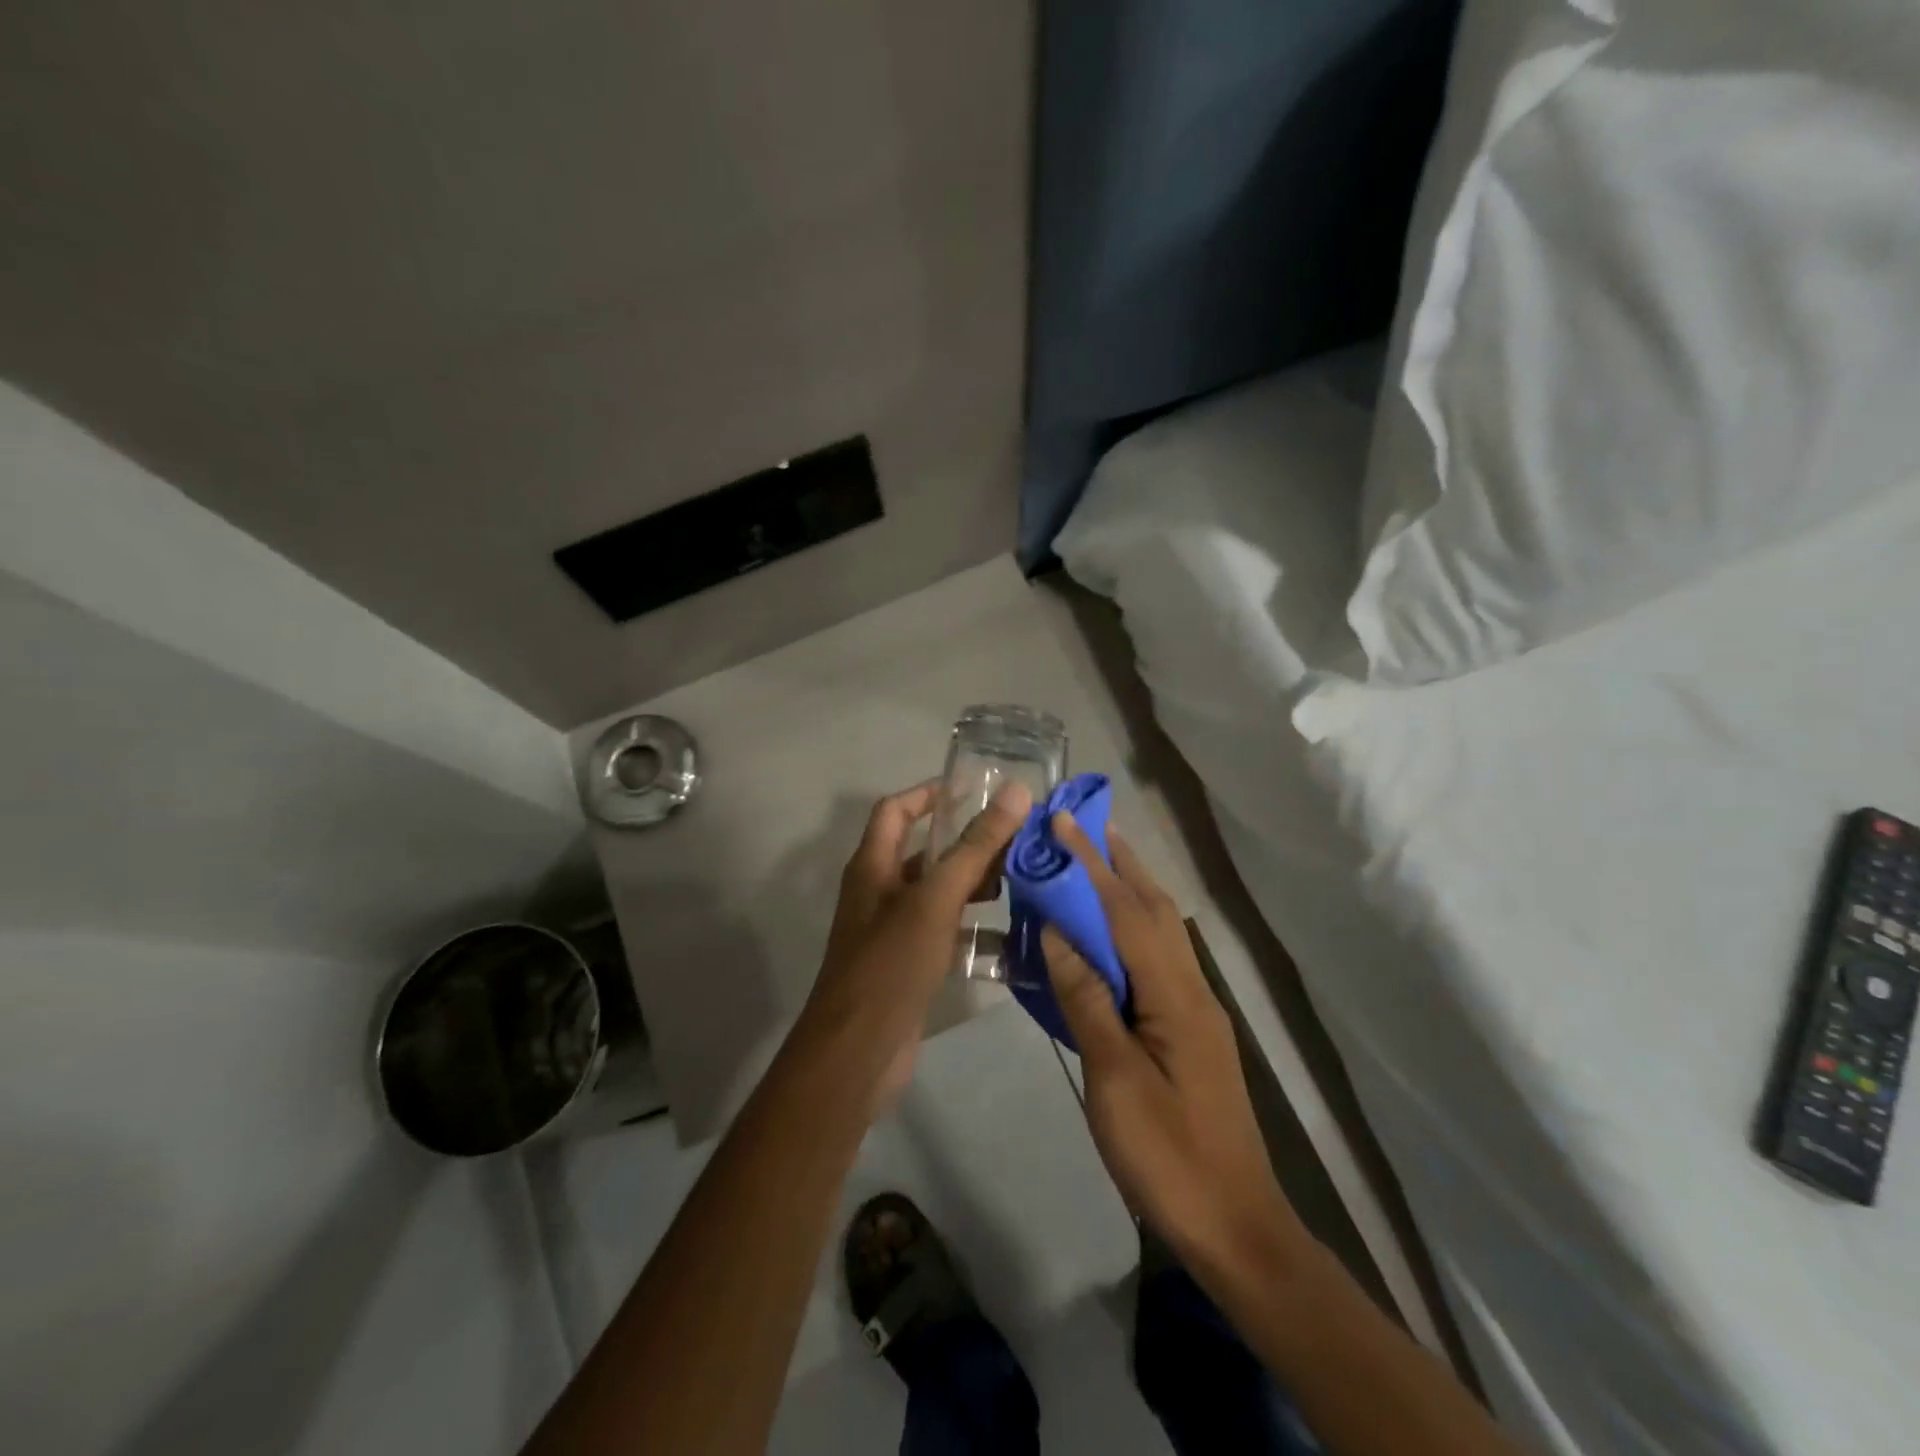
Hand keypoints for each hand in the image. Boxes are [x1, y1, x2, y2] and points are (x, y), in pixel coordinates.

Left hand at [800, 779, 1032, 1111]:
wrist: (858, 1054)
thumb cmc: (890, 963)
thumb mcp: (935, 899)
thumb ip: (975, 847)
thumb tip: (1015, 791)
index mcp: (873, 866)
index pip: (896, 810)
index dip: (929, 793)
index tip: (974, 789)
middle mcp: (880, 892)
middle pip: (924, 853)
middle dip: (966, 843)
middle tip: (1016, 838)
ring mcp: (894, 931)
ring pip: (939, 894)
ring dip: (975, 885)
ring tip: (1022, 880)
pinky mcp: (910, 965)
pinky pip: (946, 933)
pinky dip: (974, 928)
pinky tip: (1012, 935)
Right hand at [1040, 815, 1303, 1276]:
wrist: (1237, 1227)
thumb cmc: (1168, 1157)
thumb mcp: (1115, 1080)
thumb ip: (1087, 1000)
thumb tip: (1058, 932)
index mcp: (1175, 995)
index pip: (1126, 912)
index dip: (1091, 864)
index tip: (1063, 822)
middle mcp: (1192, 988)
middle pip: (1155, 909)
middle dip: (1118, 862)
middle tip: (1083, 826)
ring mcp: (1196, 1010)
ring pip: (1162, 932)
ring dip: (1128, 889)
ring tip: (1093, 863)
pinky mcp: (1191, 1031)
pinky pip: (1158, 960)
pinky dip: (1131, 929)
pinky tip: (1109, 936)